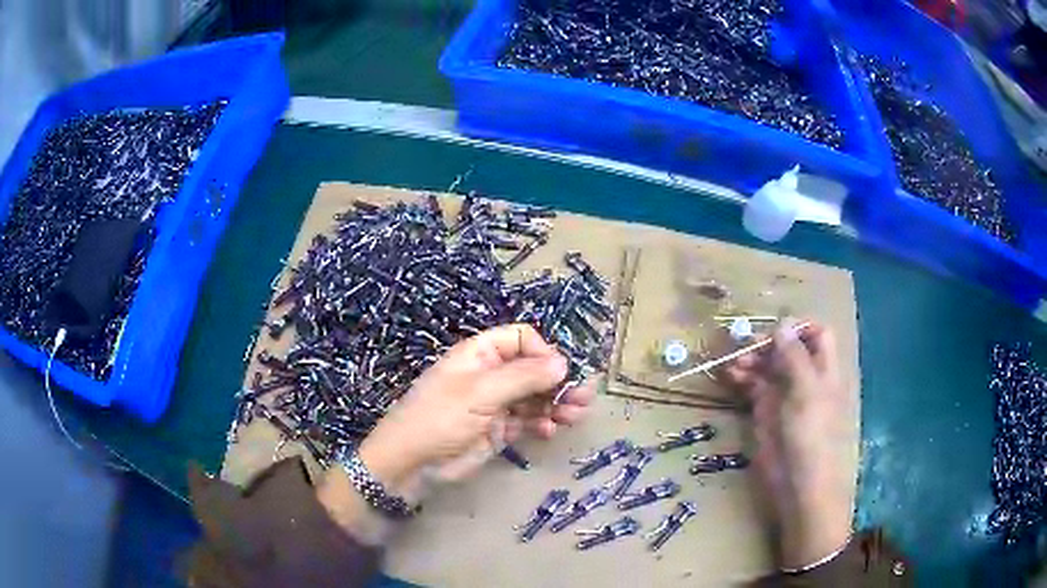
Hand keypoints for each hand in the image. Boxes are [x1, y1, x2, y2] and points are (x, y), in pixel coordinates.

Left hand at [358, 324, 594, 492]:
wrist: (413, 463)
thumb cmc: (441, 417)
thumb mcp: (480, 392)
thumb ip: (523, 377)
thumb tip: (563, 364)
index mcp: (481, 354)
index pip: (522, 339)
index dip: (544, 352)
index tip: (562, 372)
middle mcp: (491, 375)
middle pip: (534, 369)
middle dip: (559, 381)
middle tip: (585, 395)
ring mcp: (497, 403)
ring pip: (536, 396)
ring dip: (557, 403)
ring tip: (576, 415)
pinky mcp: (500, 429)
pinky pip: (529, 420)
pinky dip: (542, 423)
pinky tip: (549, 431)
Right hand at [724, 319, 854, 569]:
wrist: (798, 482)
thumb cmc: (811, 434)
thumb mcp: (807, 391)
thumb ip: (794, 356)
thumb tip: (782, 324)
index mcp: (823, 369)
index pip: (817, 334)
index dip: (799, 327)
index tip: (775, 329)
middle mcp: (804, 377)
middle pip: (786, 347)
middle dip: (766, 341)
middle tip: (743, 344)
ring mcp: (784, 394)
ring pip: (767, 365)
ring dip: (750, 358)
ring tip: (730, 362)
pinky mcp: (765, 411)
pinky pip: (752, 385)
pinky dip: (741, 377)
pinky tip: (728, 375)